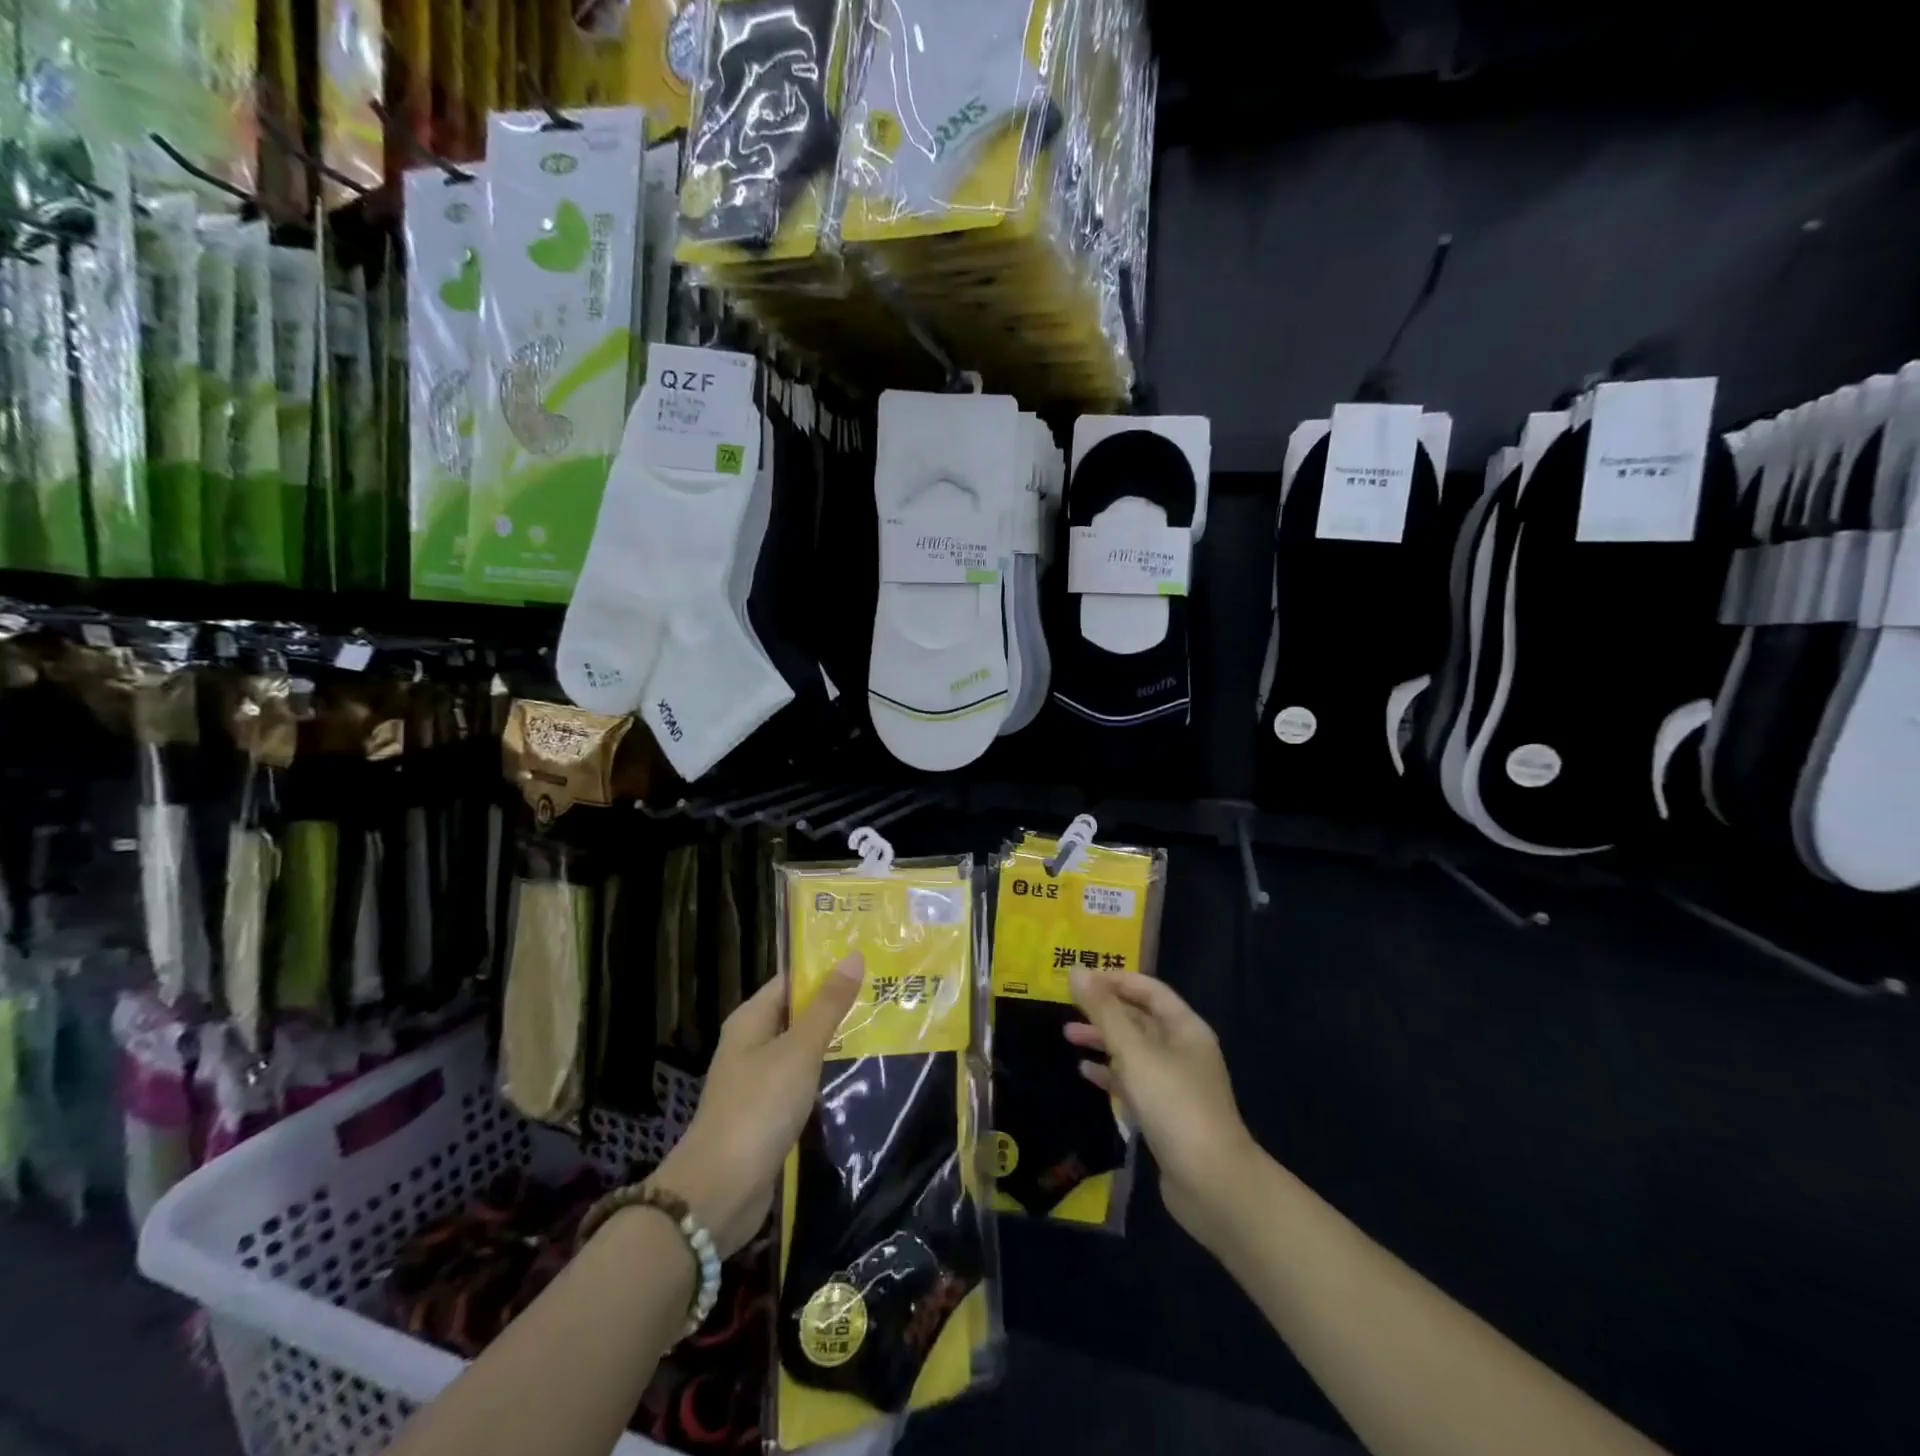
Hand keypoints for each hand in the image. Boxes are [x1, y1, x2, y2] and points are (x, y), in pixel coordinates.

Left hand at [650, 953, 863, 1256]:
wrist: (719, 1191)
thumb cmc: (758, 1108)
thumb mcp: (799, 1050)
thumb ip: (828, 1006)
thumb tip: (854, 956)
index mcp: (751, 1019)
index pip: (792, 979)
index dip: (827, 968)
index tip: (869, 960)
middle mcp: (752, 1043)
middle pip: (798, 1013)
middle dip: (837, 1005)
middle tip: (885, 992)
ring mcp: (759, 1081)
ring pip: (803, 1050)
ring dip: (835, 1041)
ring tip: (884, 1027)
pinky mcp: (768, 1113)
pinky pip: (802, 1082)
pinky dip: (826, 1075)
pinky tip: (859, 1074)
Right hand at [1066, 968, 1258, 1248]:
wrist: (1212, 1184)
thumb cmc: (1175, 1106)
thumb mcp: (1135, 1053)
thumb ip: (1104, 1012)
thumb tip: (1076, 970)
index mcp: (1185, 1028)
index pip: (1149, 990)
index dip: (1116, 980)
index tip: (1080, 978)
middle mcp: (1183, 1050)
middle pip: (1140, 1018)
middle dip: (1105, 1010)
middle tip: (1067, 1006)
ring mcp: (1175, 1084)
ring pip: (1134, 1051)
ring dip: (1103, 1040)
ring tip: (1067, 1036)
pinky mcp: (1165, 1115)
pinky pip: (1133, 1082)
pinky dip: (1110, 1074)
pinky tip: (1085, 1073)